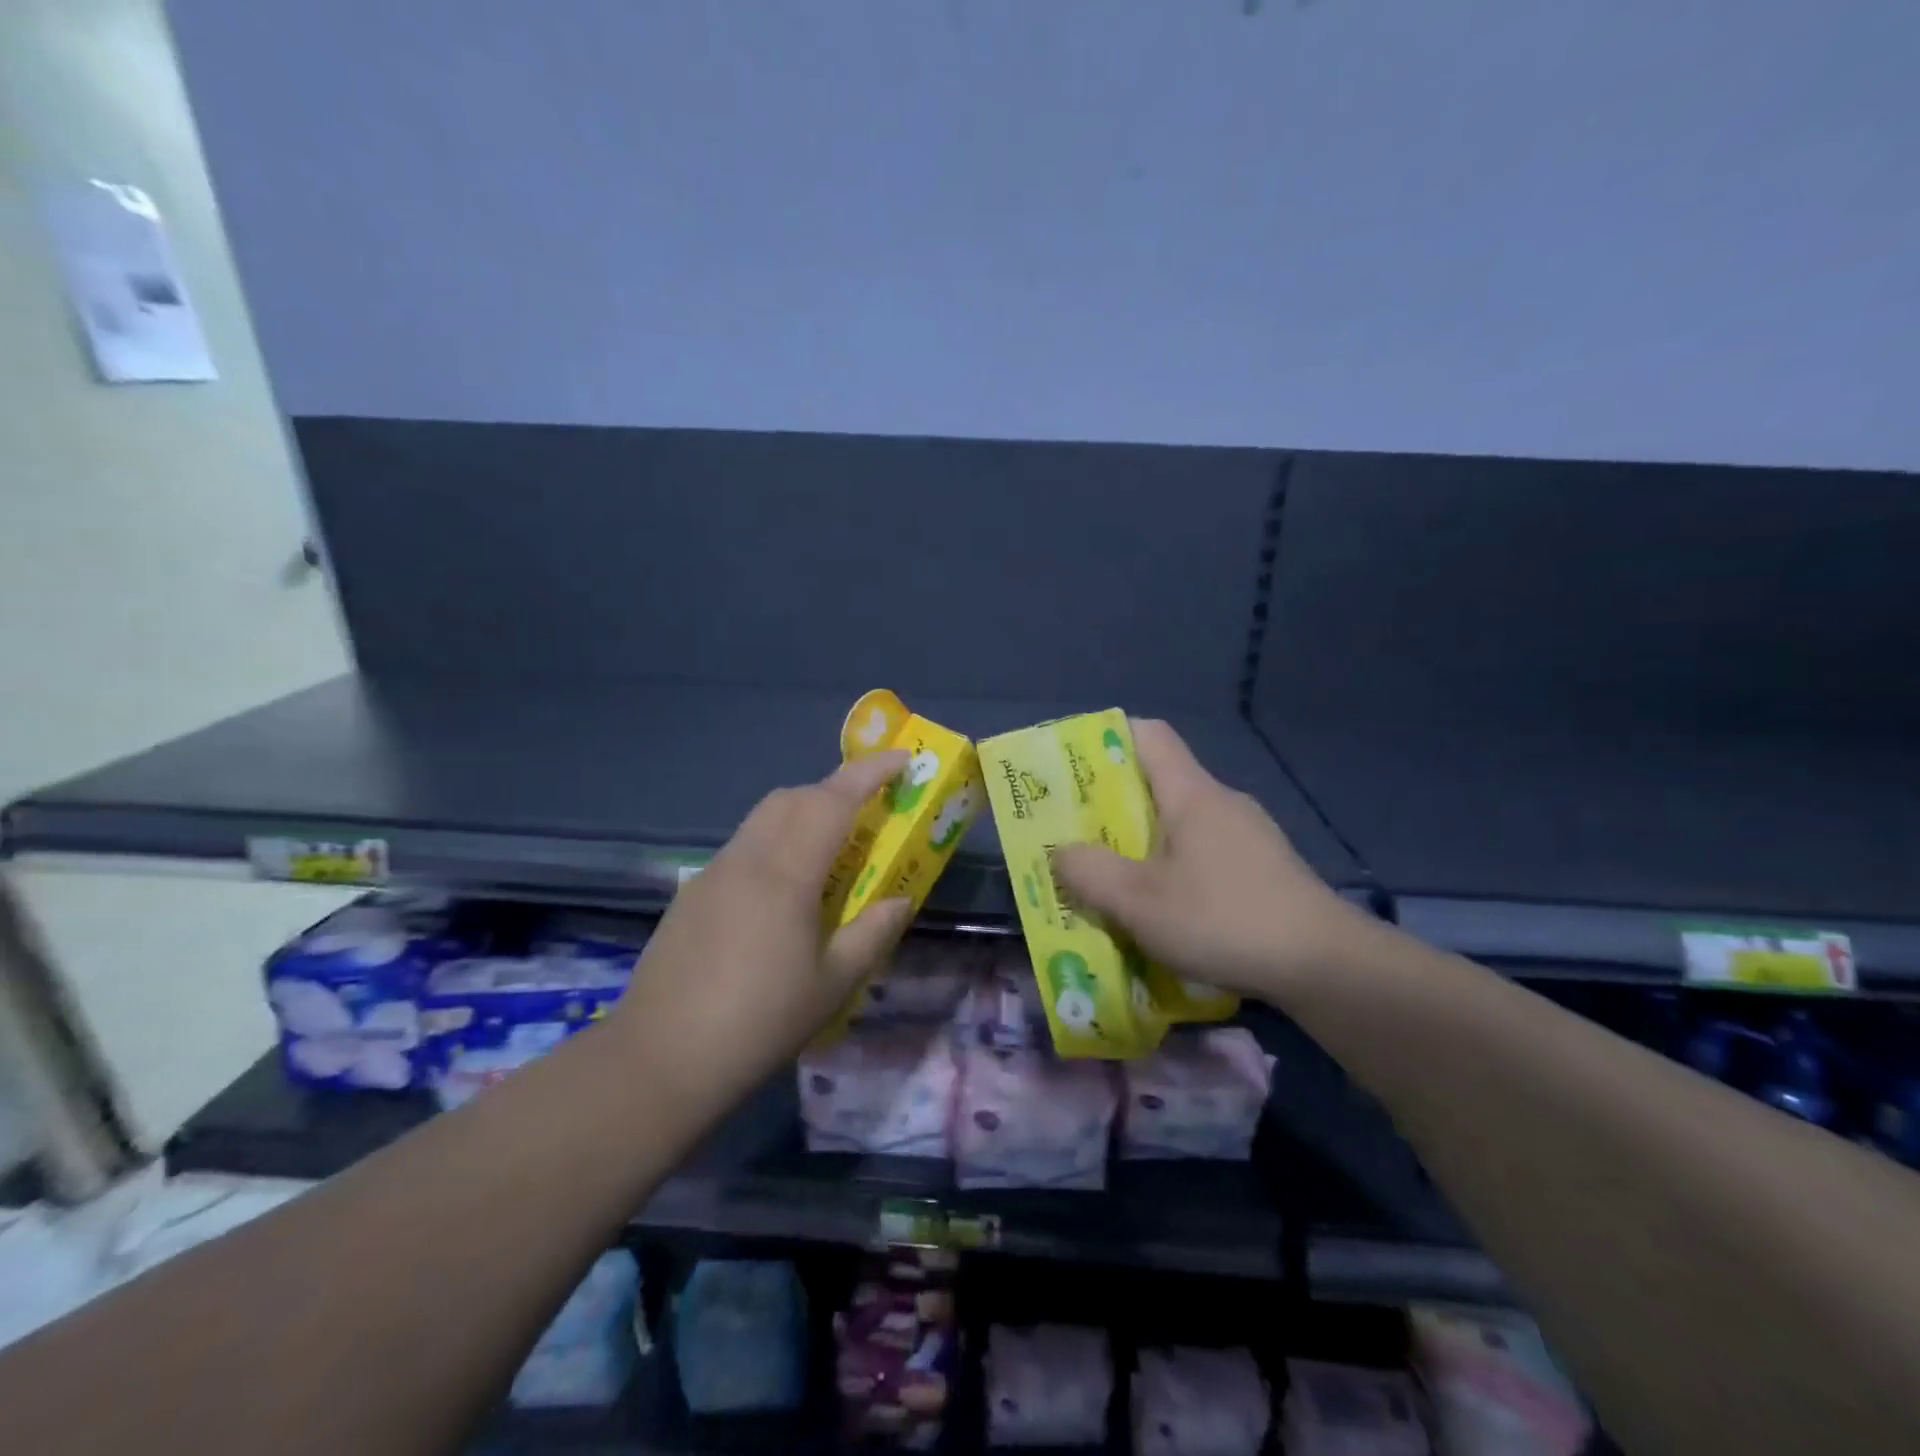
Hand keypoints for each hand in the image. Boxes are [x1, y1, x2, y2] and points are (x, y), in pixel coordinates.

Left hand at [611, 754, 913, 1106]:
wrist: (659, 1059)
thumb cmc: (758, 1022)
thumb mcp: (832, 984)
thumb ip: (872, 933)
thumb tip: (901, 899)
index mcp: (785, 874)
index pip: (833, 800)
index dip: (870, 773)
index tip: (903, 761)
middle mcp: (746, 859)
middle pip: (793, 797)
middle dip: (835, 790)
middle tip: (868, 816)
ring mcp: (712, 873)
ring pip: (763, 818)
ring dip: (802, 814)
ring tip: (829, 854)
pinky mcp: (691, 894)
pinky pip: (743, 847)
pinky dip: (774, 844)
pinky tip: (781, 894)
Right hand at [1051, 719, 1369, 1006]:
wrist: (1327, 967)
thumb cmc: (1224, 920)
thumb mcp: (1139, 902)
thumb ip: (1089, 872)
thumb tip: (1061, 853)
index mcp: (1192, 794)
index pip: (1148, 735)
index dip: (1107, 739)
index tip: (1074, 768)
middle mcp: (1222, 802)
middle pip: (1159, 782)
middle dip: (1113, 804)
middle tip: (1078, 835)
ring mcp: (1249, 835)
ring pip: (1182, 822)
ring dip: (1144, 843)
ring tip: (1115, 880)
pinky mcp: (1265, 869)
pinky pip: (1206, 852)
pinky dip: (1176, 868)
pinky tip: (1168, 910)